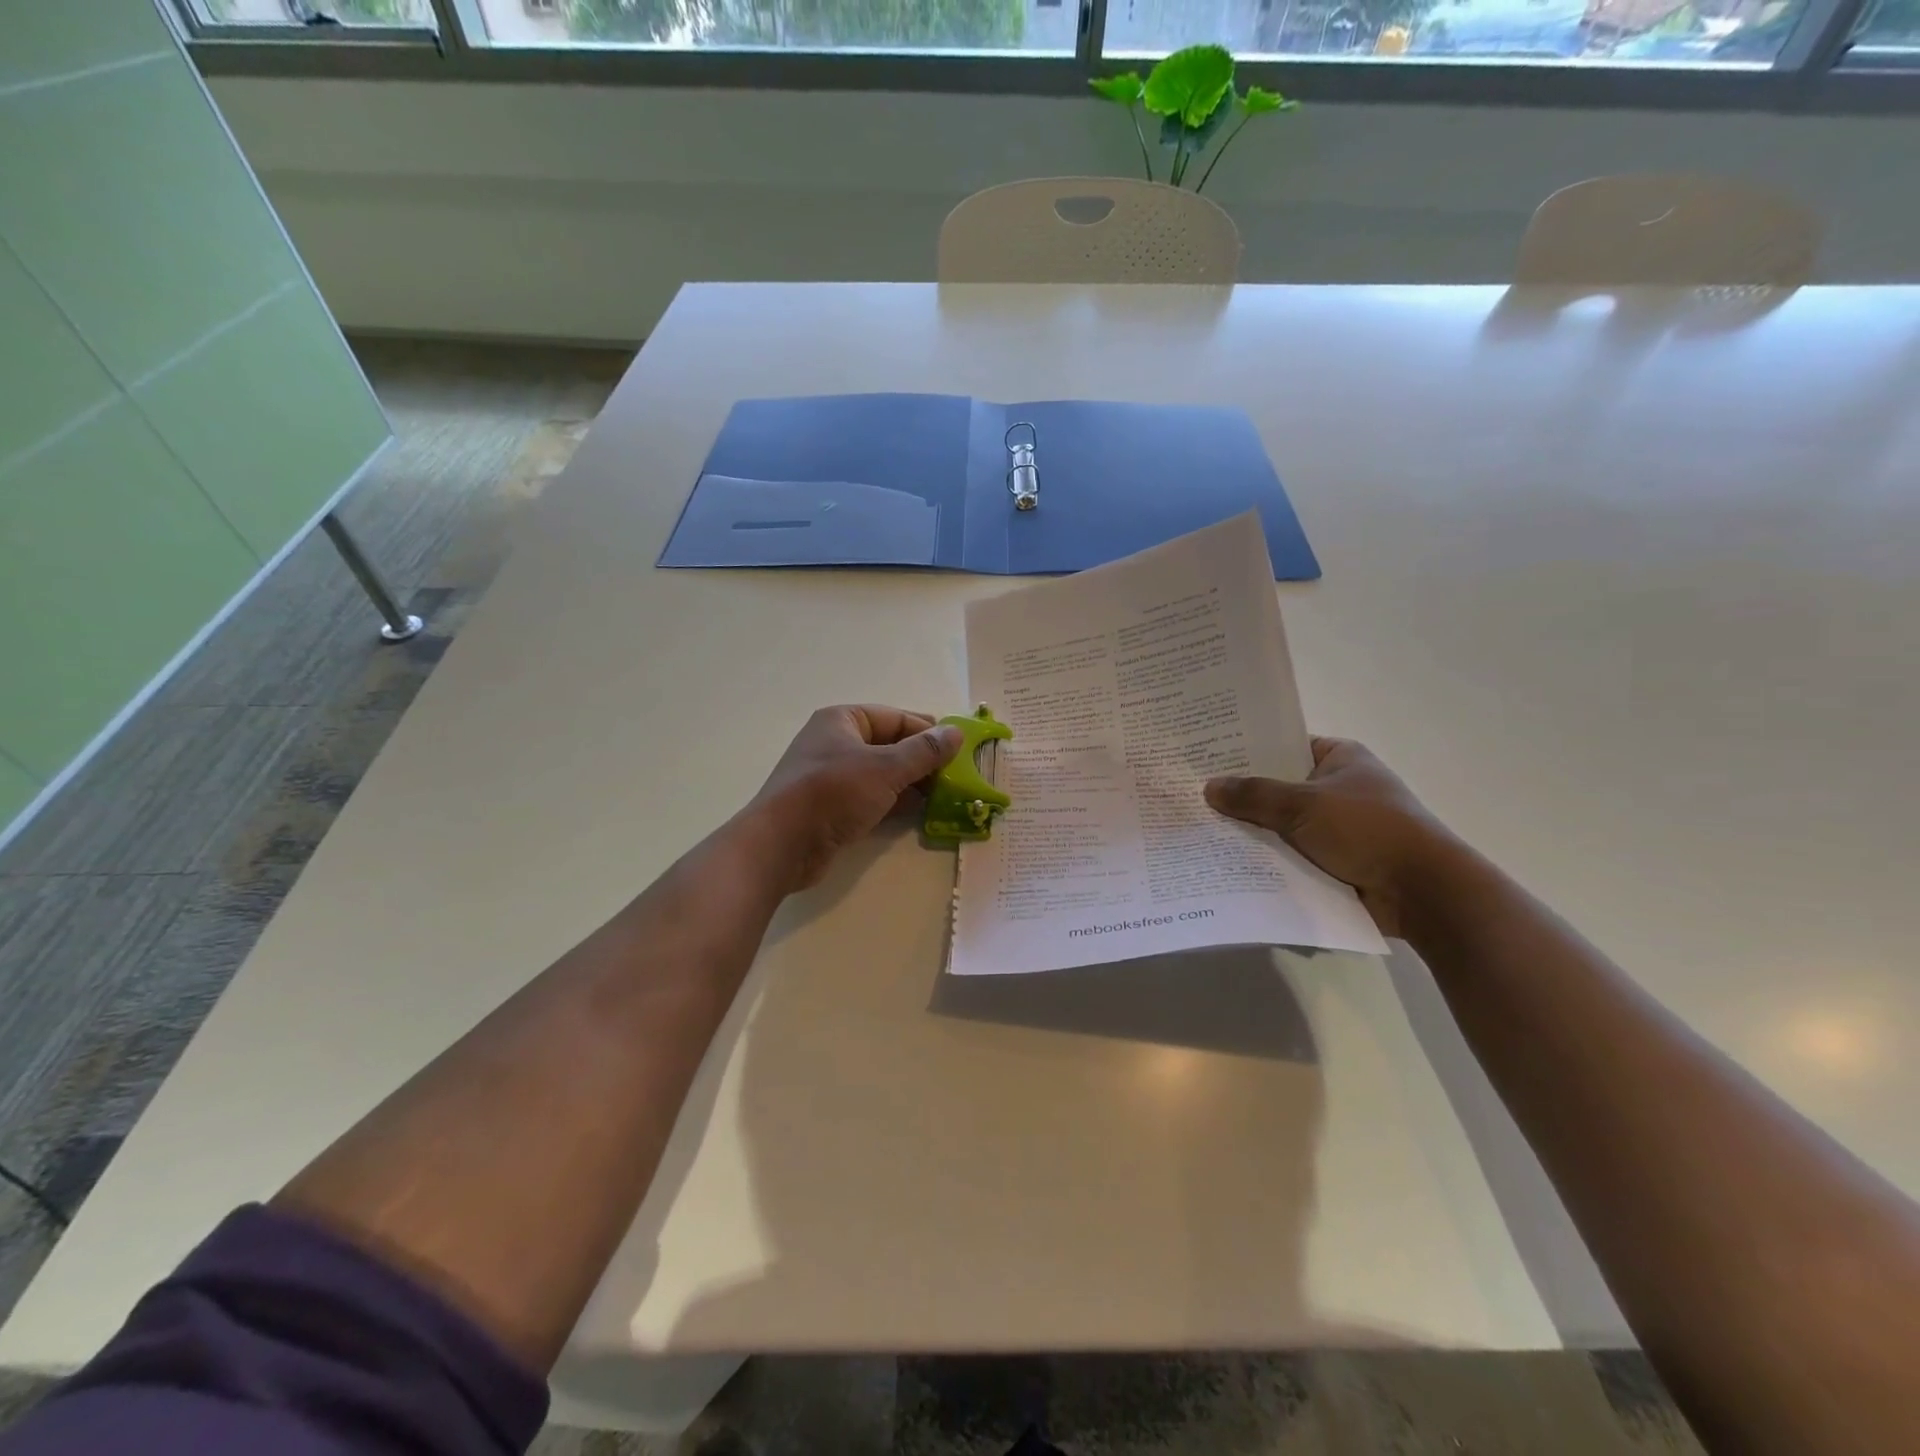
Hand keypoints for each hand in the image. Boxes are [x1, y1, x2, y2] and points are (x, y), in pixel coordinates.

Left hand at [747, 705, 962, 891]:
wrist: (782, 844)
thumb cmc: (832, 793)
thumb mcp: (885, 768)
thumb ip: (923, 751)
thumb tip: (956, 733)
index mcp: (843, 720)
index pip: (895, 718)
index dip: (928, 732)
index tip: (960, 749)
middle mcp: (836, 743)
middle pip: (889, 745)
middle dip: (922, 760)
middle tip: (958, 775)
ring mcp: (832, 777)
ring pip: (882, 774)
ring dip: (912, 783)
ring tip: (946, 795)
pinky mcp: (832, 807)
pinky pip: (872, 797)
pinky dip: (895, 802)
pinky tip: (920, 812)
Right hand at [1204, 737, 1451, 937]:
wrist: (1422, 892)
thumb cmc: (1367, 830)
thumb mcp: (1304, 804)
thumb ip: (1254, 795)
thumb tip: (1209, 787)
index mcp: (1339, 758)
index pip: (1282, 746)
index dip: (1245, 751)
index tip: (1204, 757)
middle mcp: (1337, 787)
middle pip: (1277, 787)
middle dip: (1241, 796)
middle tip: (1191, 795)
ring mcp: (1336, 827)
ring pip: (1280, 824)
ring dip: (1251, 831)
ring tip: (1198, 830)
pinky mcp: (1334, 861)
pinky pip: (1289, 854)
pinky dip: (1266, 859)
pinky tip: (1226, 861)